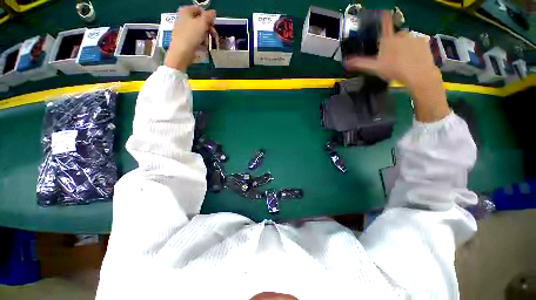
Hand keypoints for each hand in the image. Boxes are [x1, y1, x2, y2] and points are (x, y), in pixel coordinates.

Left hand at [164, 6, 216, 71]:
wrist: (182, 51)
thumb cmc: (191, 35)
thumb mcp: (202, 23)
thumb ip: (208, 16)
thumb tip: (213, 12)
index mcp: (185, 11)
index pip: (199, 10)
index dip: (207, 16)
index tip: (213, 24)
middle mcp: (182, 18)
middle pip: (199, 21)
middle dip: (208, 28)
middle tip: (214, 34)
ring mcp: (182, 29)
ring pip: (198, 30)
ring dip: (205, 36)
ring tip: (207, 42)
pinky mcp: (184, 39)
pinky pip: (194, 38)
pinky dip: (200, 41)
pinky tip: (202, 46)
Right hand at [345, 11, 449, 121]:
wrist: (417, 74)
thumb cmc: (394, 70)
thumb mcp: (374, 68)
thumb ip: (360, 63)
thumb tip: (346, 62)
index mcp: (387, 40)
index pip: (385, 23)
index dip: (384, 16)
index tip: (384, 10)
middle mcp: (400, 34)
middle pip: (395, 36)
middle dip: (394, 44)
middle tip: (393, 58)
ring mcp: (413, 36)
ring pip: (406, 40)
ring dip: (404, 46)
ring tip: (403, 60)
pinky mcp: (423, 41)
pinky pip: (416, 42)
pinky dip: (414, 48)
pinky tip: (413, 58)